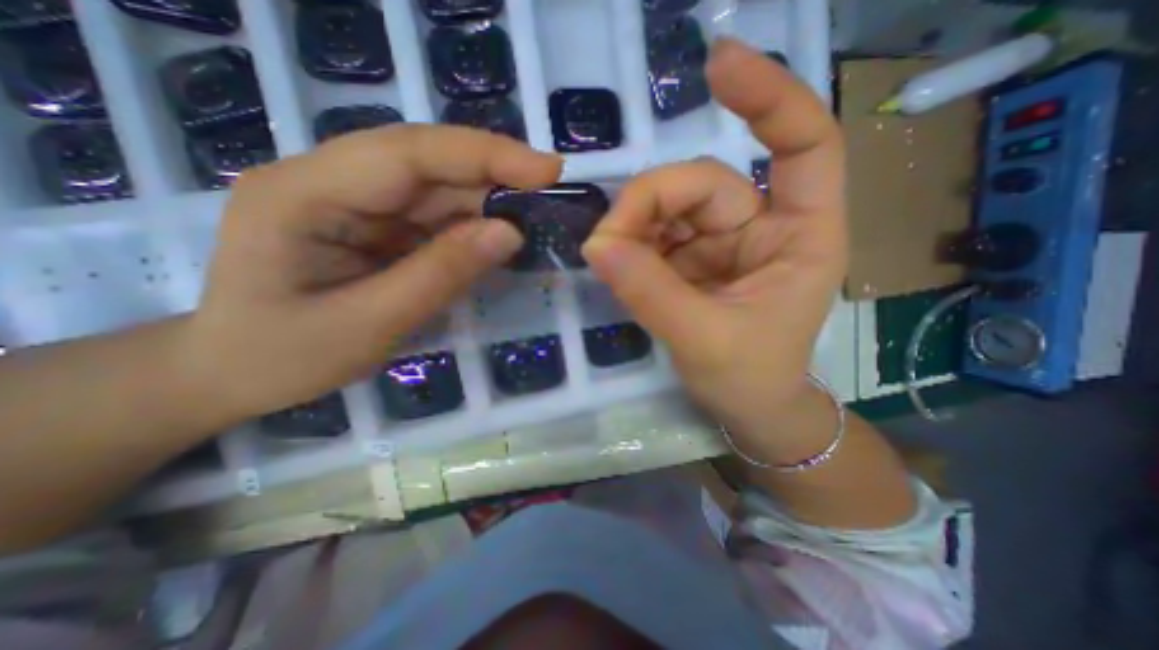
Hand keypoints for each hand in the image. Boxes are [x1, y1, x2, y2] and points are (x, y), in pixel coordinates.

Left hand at [182, 124, 562, 420]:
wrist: (233, 372)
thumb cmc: (285, 357)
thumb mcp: (370, 324)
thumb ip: (442, 274)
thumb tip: (509, 233)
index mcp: (305, 192)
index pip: (409, 153)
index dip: (485, 155)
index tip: (546, 170)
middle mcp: (330, 179)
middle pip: (428, 163)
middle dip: (495, 176)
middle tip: (552, 195)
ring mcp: (354, 200)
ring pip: (437, 188)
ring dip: (488, 204)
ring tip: (533, 221)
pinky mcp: (374, 222)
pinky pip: (434, 215)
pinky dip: (472, 225)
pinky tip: (497, 239)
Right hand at [584, 37, 848, 452]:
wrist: (746, 408)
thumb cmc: (749, 379)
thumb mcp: (704, 341)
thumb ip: (652, 293)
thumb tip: (598, 246)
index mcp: (799, 237)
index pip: (802, 146)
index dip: (768, 98)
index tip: (717, 66)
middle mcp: (761, 229)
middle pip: (701, 185)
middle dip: (648, 205)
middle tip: (605, 242)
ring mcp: (721, 243)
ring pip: (670, 208)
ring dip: (633, 227)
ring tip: (607, 258)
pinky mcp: (691, 260)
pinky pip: (654, 236)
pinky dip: (630, 244)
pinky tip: (616, 263)